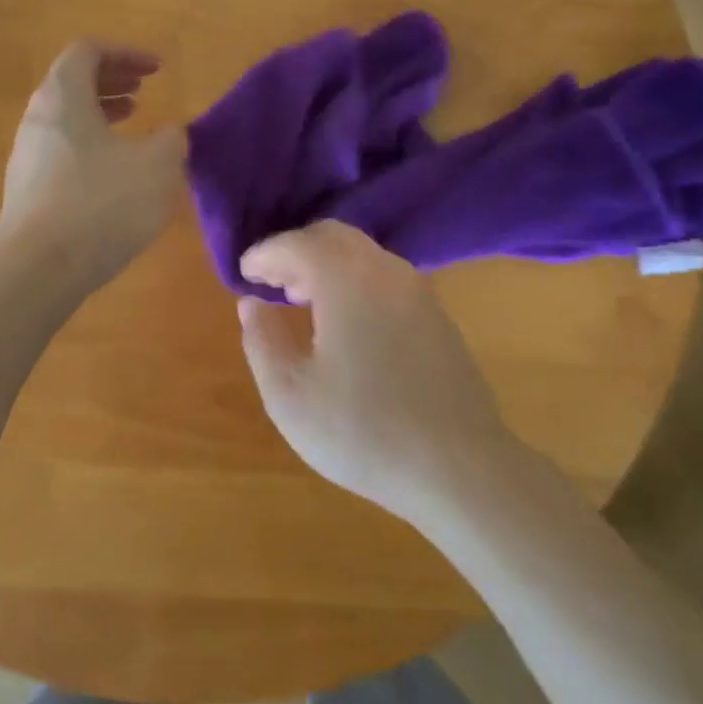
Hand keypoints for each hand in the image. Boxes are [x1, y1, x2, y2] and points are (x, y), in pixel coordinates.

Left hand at [0, 41, 184, 291]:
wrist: (39, 269)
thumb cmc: (101, 205)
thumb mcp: (157, 167)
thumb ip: (171, 140)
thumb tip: (171, 133)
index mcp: (64, 98)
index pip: (87, 51)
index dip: (125, 53)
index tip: (157, 69)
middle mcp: (38, 119)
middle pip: (72, 82)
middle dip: (111, 80)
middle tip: (143, 90)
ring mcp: (28, 156)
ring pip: (66, 118)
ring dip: (101, 113)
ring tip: (132, 125)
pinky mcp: (28, 190)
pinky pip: (62, 149)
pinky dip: (90, 144)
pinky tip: (114, 172)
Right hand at [236, 221, 518, 521]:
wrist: (458, 467)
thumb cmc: (361, 431)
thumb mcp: (289, 394)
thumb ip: (262, 339)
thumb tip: (251, 304)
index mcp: (345, 279)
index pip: (296, 244)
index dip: (264, 253)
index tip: (244, 273)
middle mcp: (385, 270)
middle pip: (333, 236)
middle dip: (297, 251)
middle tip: (273, 282)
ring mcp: (419, 291)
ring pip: (364, 255)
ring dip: (328, 265)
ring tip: (304, 301)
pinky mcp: (438, 316)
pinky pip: (386, 278)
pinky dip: (356, 282)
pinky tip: (348, 324)